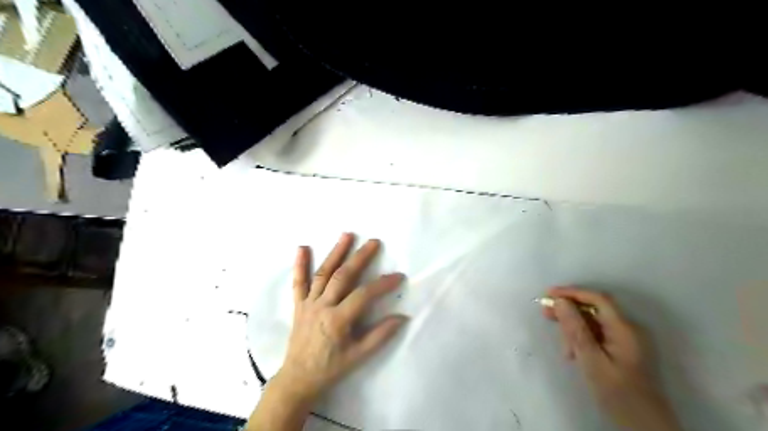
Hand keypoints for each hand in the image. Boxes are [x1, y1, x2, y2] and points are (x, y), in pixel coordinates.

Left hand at [277, 234, 406, 401]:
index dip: (382, 284)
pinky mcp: (299, 304)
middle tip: (374, 242)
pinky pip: (298, 282)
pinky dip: (299, 265)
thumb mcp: (359, 356)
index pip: (364, 295)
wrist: (298, 377)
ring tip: (347, 235)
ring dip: (336, 253)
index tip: (398, 276)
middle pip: (343, 276)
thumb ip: (380, 335)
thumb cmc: (331, 368)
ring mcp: (308, 303)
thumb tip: (402, 317)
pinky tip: (302, 248)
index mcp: (338, 320)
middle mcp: (322, 306)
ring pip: (323, 273)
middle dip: (360, 257)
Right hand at [542, 286, 680, 429]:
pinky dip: (582, 339)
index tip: (548, 294)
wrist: (643, 426)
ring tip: (562, 347)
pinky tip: (572, 353)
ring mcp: (626, 339)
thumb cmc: (617, 393)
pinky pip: (597, 334)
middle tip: (545, 313)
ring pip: (593, 323)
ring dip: (574, 329)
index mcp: (625, 329)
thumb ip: (576, 329)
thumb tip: (560, 302)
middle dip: (569, 310)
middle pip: (594, 309)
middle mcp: (628, 329)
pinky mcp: (621, 349)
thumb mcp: (591, 361)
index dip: (572, 293)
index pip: (598, 299)